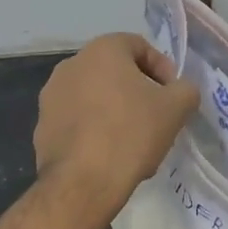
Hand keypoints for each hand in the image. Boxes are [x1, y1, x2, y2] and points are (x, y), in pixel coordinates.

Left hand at [35, 33, 199, 207]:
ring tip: (134, 140)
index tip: (173, 94)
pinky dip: (94, 130)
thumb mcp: (176, 108)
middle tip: (156, 117)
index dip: (162, 68)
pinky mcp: (42, 126)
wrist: (83, 182)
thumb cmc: (131, 133)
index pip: (138, 46)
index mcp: (101, 50)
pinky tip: (110, 155)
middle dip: (138, 91)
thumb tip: (181, 90)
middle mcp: (70, 65)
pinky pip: (77, 120)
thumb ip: (185, 89)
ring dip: (116, 111)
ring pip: (94, 97)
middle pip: (114, 72)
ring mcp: (51, 96)